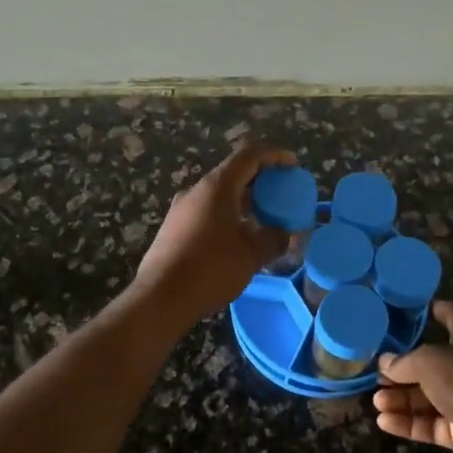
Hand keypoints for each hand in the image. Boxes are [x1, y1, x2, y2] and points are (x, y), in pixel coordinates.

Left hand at [133, 144, 294, 325]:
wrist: (160, 297)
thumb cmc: (211, 269)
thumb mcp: (252, 254)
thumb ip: (275, 238)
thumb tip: (285, 233)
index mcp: (217, 186)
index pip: (249, 155)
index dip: (274, 155)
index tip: (293, 164)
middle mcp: (196, 190)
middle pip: (233, 173)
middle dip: (260, 180)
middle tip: (282, 194)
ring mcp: (181, 209)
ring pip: (219, 194)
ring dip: (243, 200)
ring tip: (264, 217)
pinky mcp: (173, 228)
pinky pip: (206, 211)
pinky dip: (227, 214)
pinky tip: (238, 237)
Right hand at [373, 302, 452, 452]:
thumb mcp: (429, 362)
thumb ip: (404, 362)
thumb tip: (384, 363)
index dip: (439, 311)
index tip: (417, 312)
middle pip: (434, 365)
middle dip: (405, 370)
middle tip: (378, 376)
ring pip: (430, 398)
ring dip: (402, 399)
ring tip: (376, 402)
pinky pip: (432, 425)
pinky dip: (409, 423)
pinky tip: (384, 423)